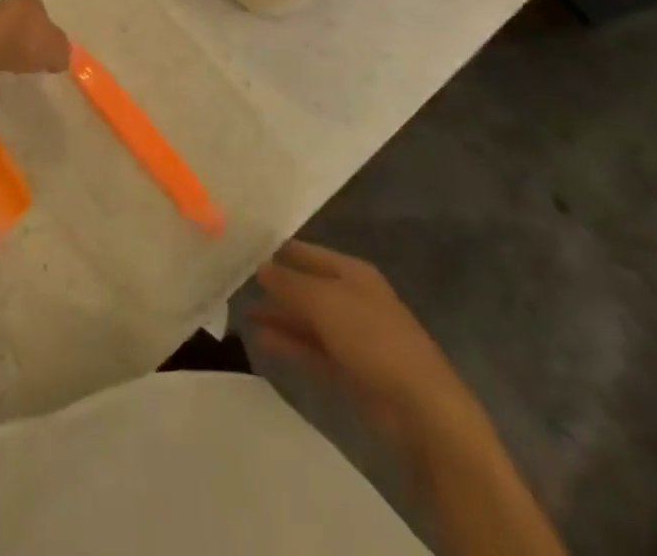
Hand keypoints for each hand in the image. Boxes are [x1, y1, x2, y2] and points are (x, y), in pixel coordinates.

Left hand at [0, 0, 68, 86]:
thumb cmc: (21, 43)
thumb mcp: (55, 51)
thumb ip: (61, 51)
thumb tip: (59, 56)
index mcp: (27, 4)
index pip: (38, 11)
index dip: (43, 29)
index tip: (44, 49)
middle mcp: (0, 3)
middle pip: (11, 18)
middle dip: (16, 34)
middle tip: (22, 57)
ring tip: (0, 65)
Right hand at [250, 242, 488, 460]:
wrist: (421, 407)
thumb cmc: (372, 337)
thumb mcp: (324, 301)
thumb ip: (288, 283)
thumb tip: (261, 267)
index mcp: (352, 272)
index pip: (306, 253)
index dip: (277, 250)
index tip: (243, 249)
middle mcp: (351, 297)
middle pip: (306, 285)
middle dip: (275, 285)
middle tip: (235, 282)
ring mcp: (352, 335)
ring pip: (307, 319)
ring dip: (279, 316)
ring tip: (243, 313)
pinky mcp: (351, 368)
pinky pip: (313, 348)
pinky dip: (289, 343)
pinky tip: (262, 339)